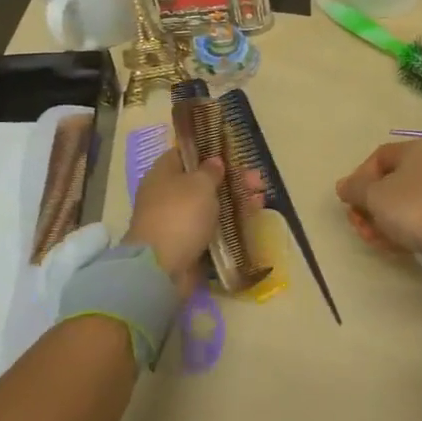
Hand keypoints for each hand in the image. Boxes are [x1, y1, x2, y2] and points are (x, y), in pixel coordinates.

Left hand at [123, 151, 264, 294]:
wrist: (161, 270)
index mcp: (163, 173)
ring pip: (210, 204)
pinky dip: (230, 221)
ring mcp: (176, 220)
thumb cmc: (179, 215)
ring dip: (235, 200)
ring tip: (260, 197)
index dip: (208, 150)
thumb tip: (214, 162)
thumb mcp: (200, 184)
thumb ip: (210, 171)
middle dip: (230, 178)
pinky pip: (211, 226)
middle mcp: (167, 194)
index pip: (184, 153)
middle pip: (202, 180)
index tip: (231, 152)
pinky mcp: (187, 244)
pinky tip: (252, 216)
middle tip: (256, 178)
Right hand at [336, 140, 421, 259]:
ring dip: (379, 220)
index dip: (359, 177)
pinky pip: (414, 218)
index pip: (378, 157)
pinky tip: (389, 245)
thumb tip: (342, 186)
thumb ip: (354, 189)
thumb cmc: (412, 207)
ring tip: (371, 239)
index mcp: (414, 151)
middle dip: (368, 205)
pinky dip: (398, 229)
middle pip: (387, 182)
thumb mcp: (375, 196)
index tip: (351, 199)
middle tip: (358, 224)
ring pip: (399, 203)